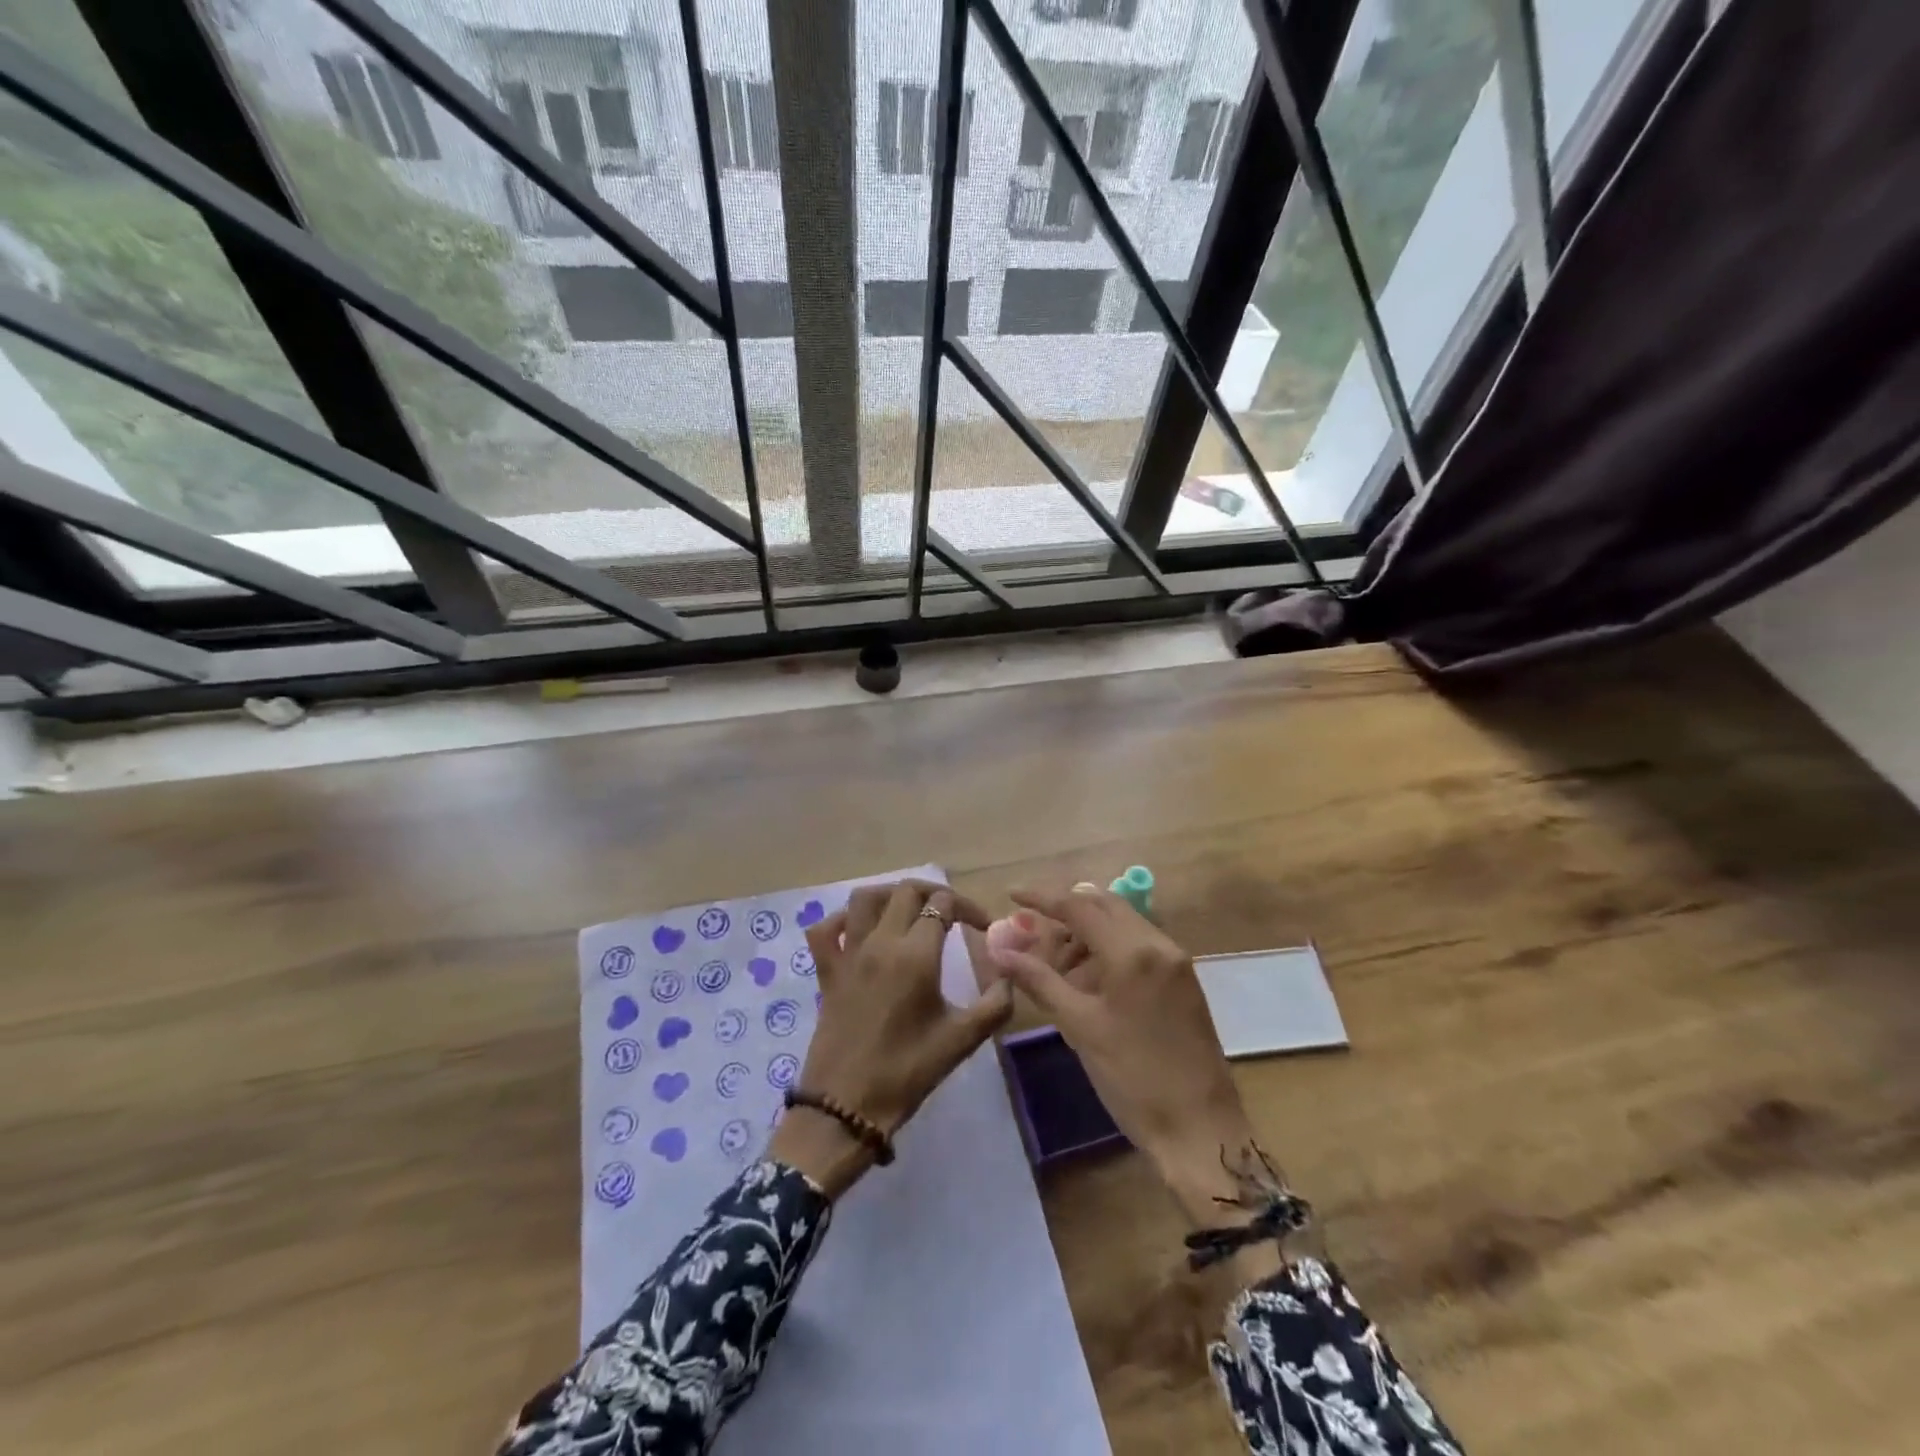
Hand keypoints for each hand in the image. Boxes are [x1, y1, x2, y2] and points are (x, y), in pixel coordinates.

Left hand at [768, 880, 1012, 1197]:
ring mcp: (848, 954)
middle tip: (952, 913)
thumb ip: (994, 1005)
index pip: (943, 905)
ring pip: (865, 898)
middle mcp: (880, 943)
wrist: (844, 1107)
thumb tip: (1009, 977)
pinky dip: (842, 919)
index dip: (967, 909)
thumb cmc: (906, 1073)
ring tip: (910, 910)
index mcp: (916, 955)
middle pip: (906, 891)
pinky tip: (860, 930)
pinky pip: (826, 930)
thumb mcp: (960, 1041)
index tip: (982, 928)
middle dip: (934, 893)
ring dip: (890, 894)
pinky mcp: (826, 971)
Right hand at [987, 886, 1255, 1226]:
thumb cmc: (1134, 1079)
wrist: (1201, 1129)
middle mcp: (1158, 943)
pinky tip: (1088, 979)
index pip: (1079, 905)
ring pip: (1122, 923)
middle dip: (1066, 911)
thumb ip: (1039, 980)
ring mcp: (1175, 961)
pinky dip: (1108, 948)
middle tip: (1032, 930)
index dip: (1042, 896)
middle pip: (1104, 905)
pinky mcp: (1183, 980)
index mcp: (1132, 952)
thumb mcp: (1080, 1027)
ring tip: (1056, 964)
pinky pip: (1139, 944)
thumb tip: (1000, 950)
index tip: (1012, 894)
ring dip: (1087, 931)